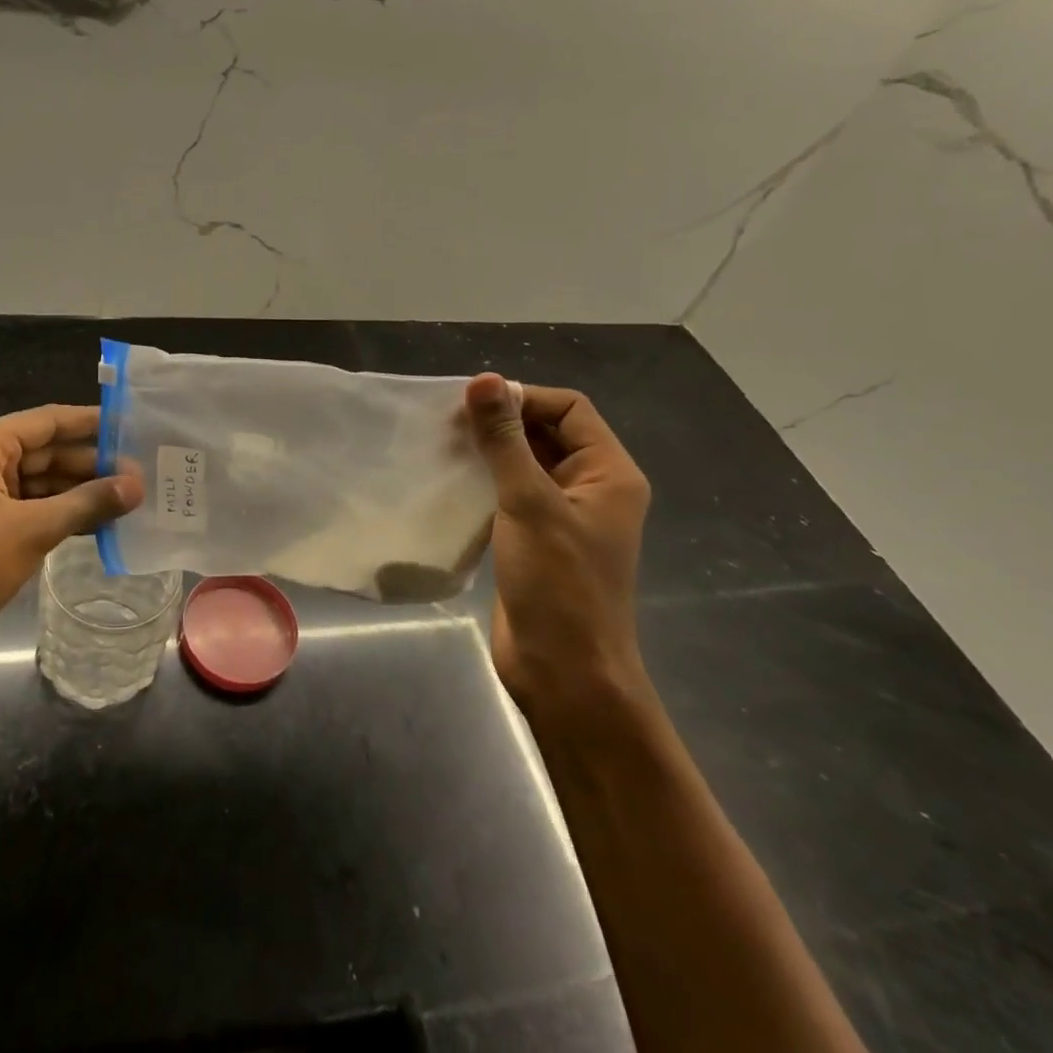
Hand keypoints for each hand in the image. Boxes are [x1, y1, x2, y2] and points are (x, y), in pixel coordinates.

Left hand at [0, 405, 142, 669]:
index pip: (49, 421)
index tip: (134, 426)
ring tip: (131, 499)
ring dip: (81, 492)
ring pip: (42, 482)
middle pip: (47, 451)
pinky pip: (33, 508)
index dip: (92, 422)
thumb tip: (136, 485)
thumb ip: (86, 502)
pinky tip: (100, 524)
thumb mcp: (31, 529)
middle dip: (92, 463)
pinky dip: (63, 514)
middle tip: (142, 474)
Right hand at [463, 375, 652, 720]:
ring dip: (489, 451)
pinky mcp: (535, 539)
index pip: (569, 408)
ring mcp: (562, 515)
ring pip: (525, 462)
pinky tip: (450, 480)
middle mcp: (590, 487)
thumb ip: (506, 441)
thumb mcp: (530, 503)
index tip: (473, 404)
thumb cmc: (559, 585)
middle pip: (547, 432)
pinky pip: (510, 493)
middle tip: (448, 422)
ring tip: (443, 446)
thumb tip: (484, 380)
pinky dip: (484, 480)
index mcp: (608, 473)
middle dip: (502, 422)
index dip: (523, 398)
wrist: (564, 673)